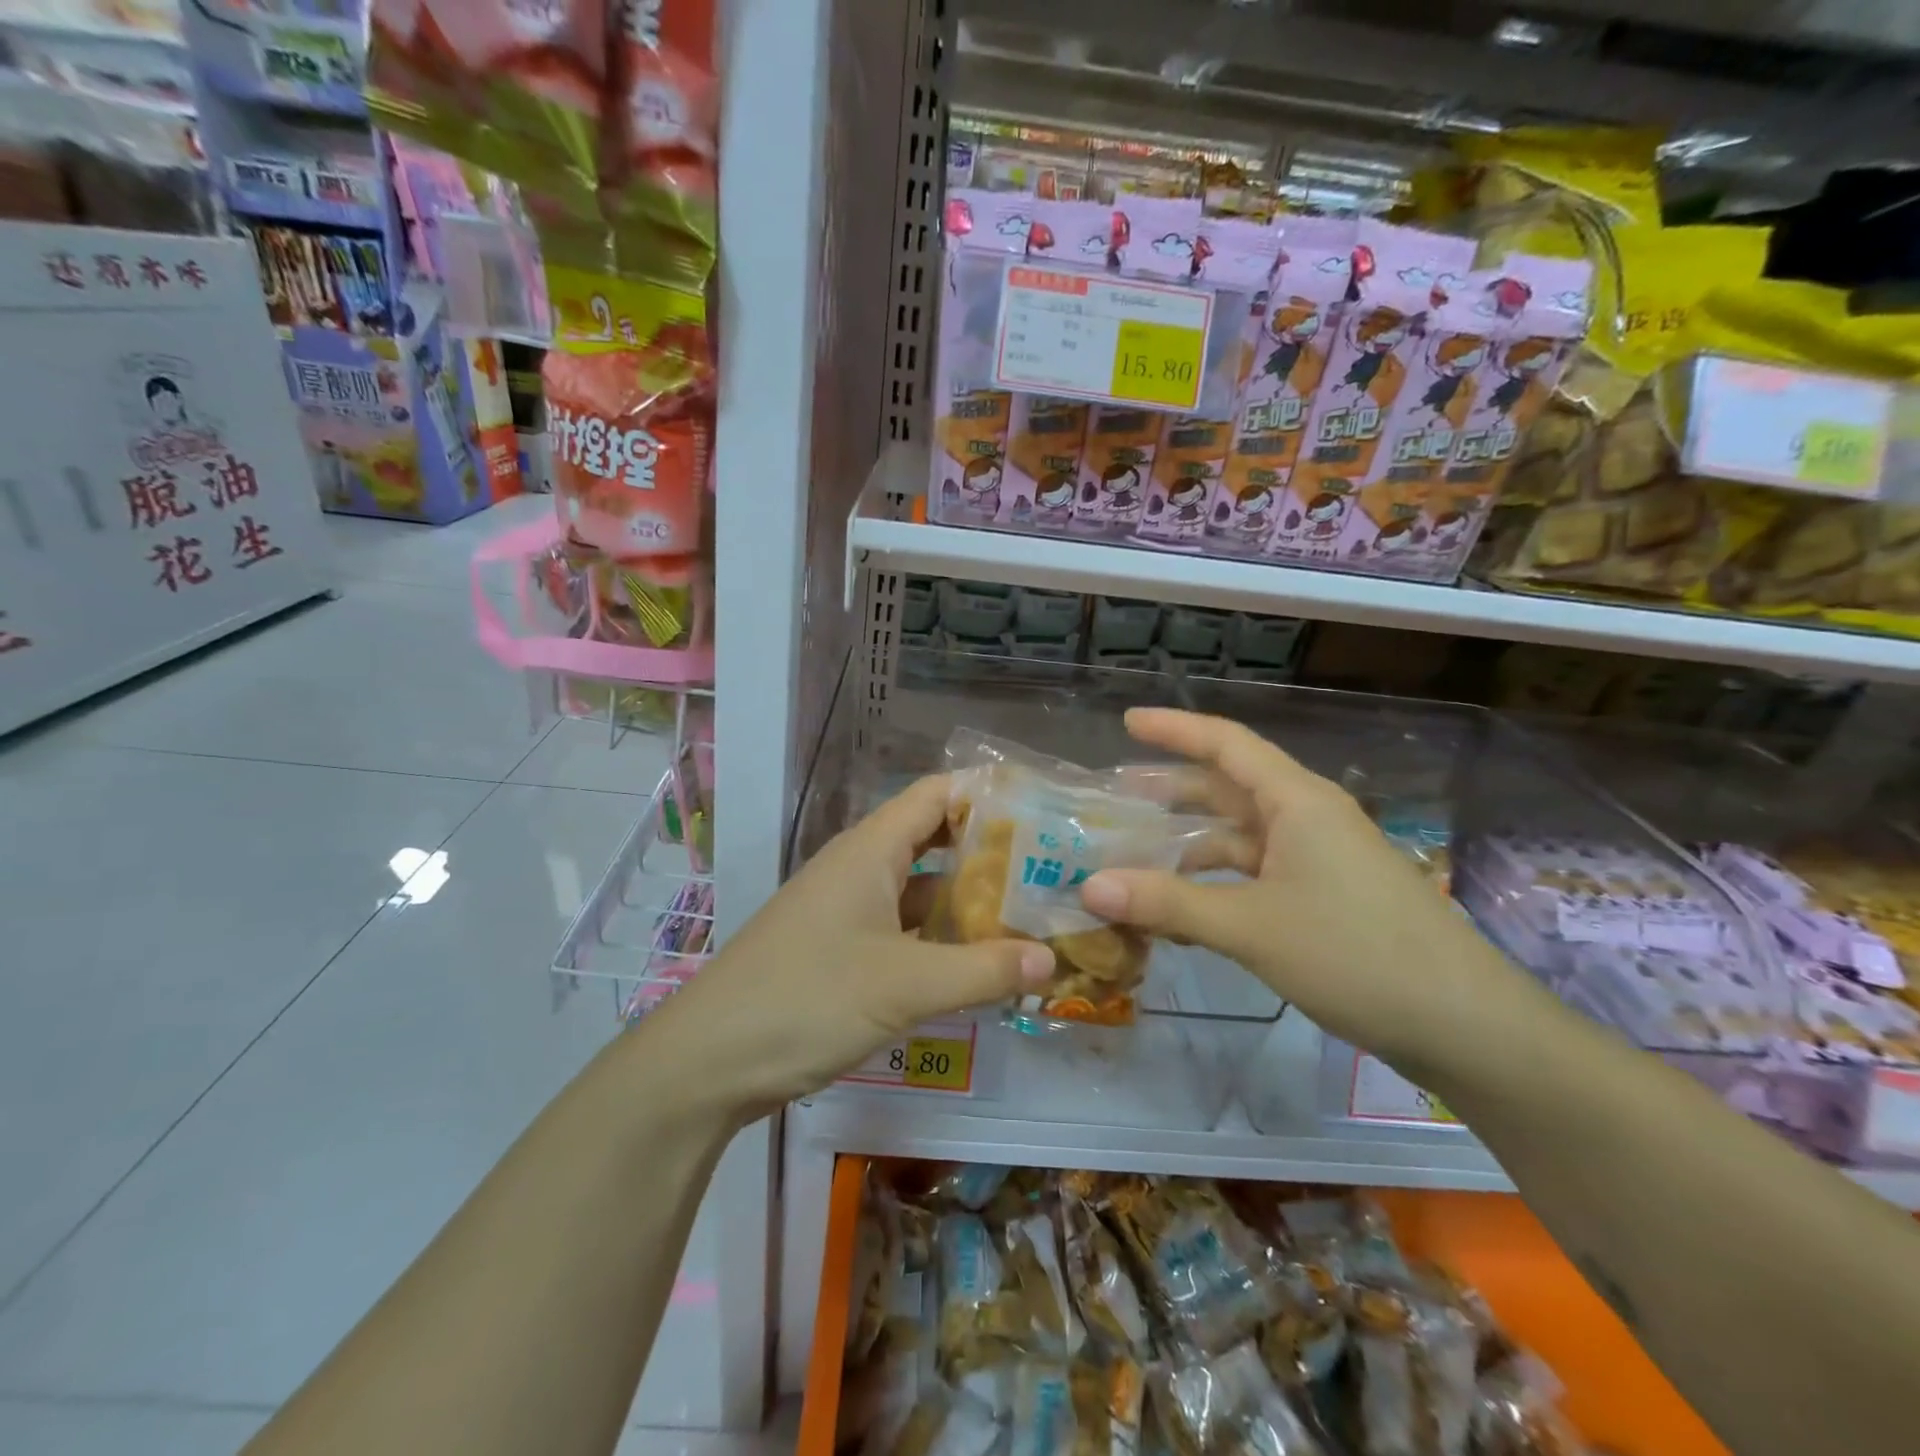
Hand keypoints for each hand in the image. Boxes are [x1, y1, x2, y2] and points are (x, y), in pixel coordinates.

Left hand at [648, 775, 1053, 1117]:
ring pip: (919, 887)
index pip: (938, 794)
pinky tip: (976, 960)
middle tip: (1049, 866)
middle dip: (988, 850)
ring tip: (1029, 912)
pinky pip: (902, 926)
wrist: (708, 1061)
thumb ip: (983, 970)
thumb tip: (1052, 958)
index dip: (988, 793)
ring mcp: (847, 908)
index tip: (1043, 809)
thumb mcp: (906, 985)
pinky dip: (939, 935)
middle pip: (934, 838)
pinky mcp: (840, 948)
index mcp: (871, 849)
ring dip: (967, 898)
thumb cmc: (808, 999)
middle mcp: (860, 866)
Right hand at [1079, 708, 1529, 1069]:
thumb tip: (1089, 887)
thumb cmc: (1356, 954)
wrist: (1465, 1026)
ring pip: (1240, 835)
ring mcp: (1318, 860)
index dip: (1175, 729)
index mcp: (1297, 802)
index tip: (1126, 723)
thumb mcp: (1251, 926)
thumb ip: (1168, 903)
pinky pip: (1255, 873)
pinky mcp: (1324, 898)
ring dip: (1189, 843)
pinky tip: (1182, 906)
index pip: (1227, 744)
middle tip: (1115, 796)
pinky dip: (1215, 881)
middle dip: (1172, 789)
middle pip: (1229, 788)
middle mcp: (1307, 819)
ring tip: (1135, 854)